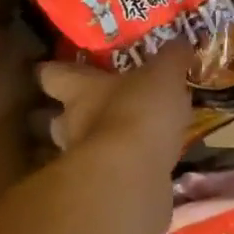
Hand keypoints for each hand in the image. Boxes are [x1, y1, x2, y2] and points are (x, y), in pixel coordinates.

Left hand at [37, 44, 190, 167]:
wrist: (130, 177)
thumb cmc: (137, 113)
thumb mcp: (163, 76)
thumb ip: (171, 59)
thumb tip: (181, 42)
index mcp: (79, 90)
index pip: (52, 75)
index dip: (57, 70)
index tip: (67, 68)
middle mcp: (72, 124)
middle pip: (61, 116)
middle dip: (80, 113)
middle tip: (105, 107)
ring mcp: (82, 161)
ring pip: (84, 147)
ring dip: (103, 144)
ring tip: (131, 139)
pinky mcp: (100, 191)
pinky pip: (110, 174)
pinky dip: (124, 170)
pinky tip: (147, 166)